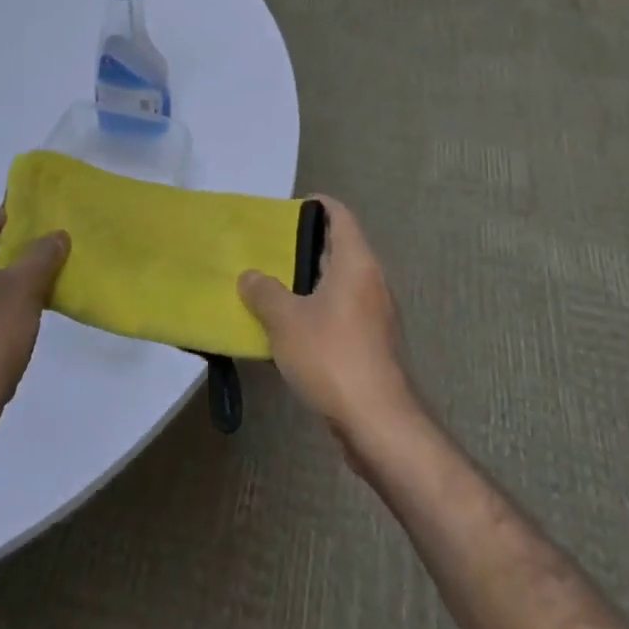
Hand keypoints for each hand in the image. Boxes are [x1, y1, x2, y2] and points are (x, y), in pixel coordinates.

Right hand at [238, 196, 417, 452]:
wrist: (378, 423)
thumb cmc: (332, 357)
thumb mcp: (285, 320)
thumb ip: (264, 292)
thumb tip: (250, 276)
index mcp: (356, 263)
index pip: (340, 216)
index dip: (316, 205)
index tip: (286, 209)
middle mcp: (371, 282)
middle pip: (338, 249)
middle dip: (303, 247)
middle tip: (266, 249)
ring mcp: (374, 315)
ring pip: (338, 284)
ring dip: (307, 283)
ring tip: (270, 287)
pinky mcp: (372, 345)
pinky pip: (340, 314)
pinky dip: (316, 311)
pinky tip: (288, 329)